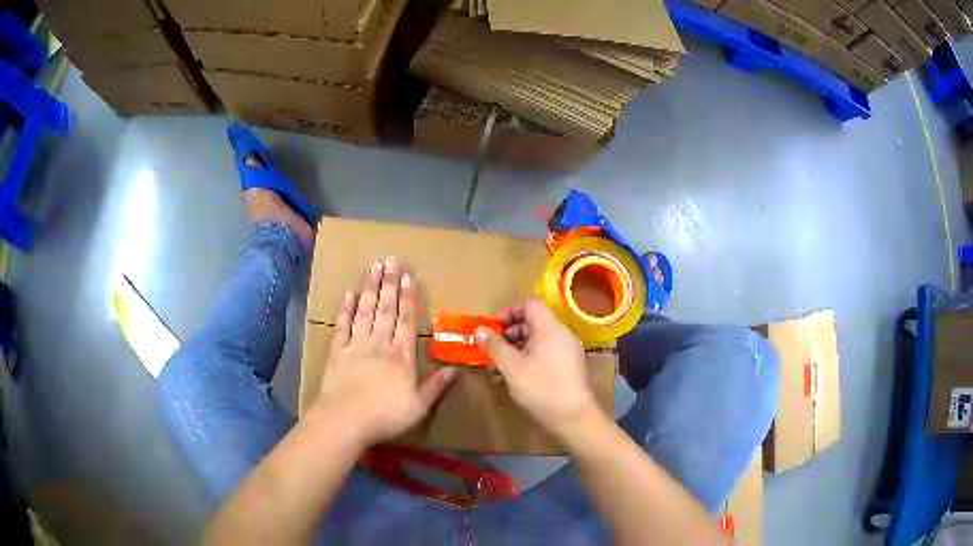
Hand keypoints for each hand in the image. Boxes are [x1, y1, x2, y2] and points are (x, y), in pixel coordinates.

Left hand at [315, 257, 456, 447]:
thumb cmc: (386, 415)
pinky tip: (347, 294)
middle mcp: (379, 343)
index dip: (408, 297)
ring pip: (364, 311)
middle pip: (385, 309)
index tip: (408, 276)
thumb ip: (436, 386)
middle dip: (389, 284)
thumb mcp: (419, 406)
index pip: (406, 320)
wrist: (346, 420)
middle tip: (390, 260)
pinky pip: (341, 326)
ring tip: (372, 268)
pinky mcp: (337, 353)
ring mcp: (355, 345)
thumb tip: (456, 370)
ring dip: (369, 289)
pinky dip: (344, 310)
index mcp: (401, 355)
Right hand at [476, 298, 596, 436]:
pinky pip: (546, 351)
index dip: (510, 312)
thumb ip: (494, 346)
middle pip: (534, 321)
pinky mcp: (569, 365)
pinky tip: (517, 375)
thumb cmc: (540, 387)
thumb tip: (480, 329)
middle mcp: (562, 334)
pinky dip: (530, 356)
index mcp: (550, 328)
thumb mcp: (511, 366)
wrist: (572, 416)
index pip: (531, 304)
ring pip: (539, 338)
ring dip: (518, 347)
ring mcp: (568, 350)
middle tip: (494, 350)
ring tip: (501, 365)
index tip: (494, 329)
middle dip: (511, 333)